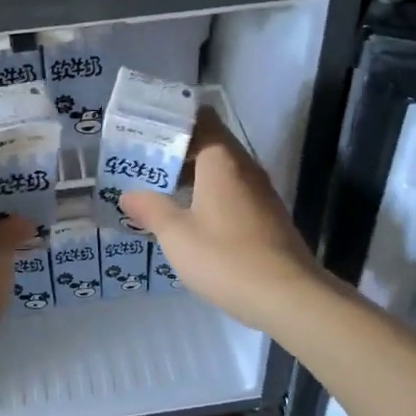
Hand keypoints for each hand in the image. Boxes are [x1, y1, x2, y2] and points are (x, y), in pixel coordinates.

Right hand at [120, 110, 324, 336]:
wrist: (287, 296)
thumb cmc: (225, 257)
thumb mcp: (177, 235)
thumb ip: (151, 209)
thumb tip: (128, 194)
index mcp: (222, 160)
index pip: (200, 119)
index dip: (173, 120)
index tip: (145, 130)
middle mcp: (245, 167)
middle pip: (210, 144)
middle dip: (177, 151)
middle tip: (143, 163)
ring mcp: (260, 192)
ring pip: (222, 170)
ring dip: (193, 176)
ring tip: (160, 190)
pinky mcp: (267, 216)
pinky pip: (233, 192)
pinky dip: (209, 195)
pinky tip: (191, 218)